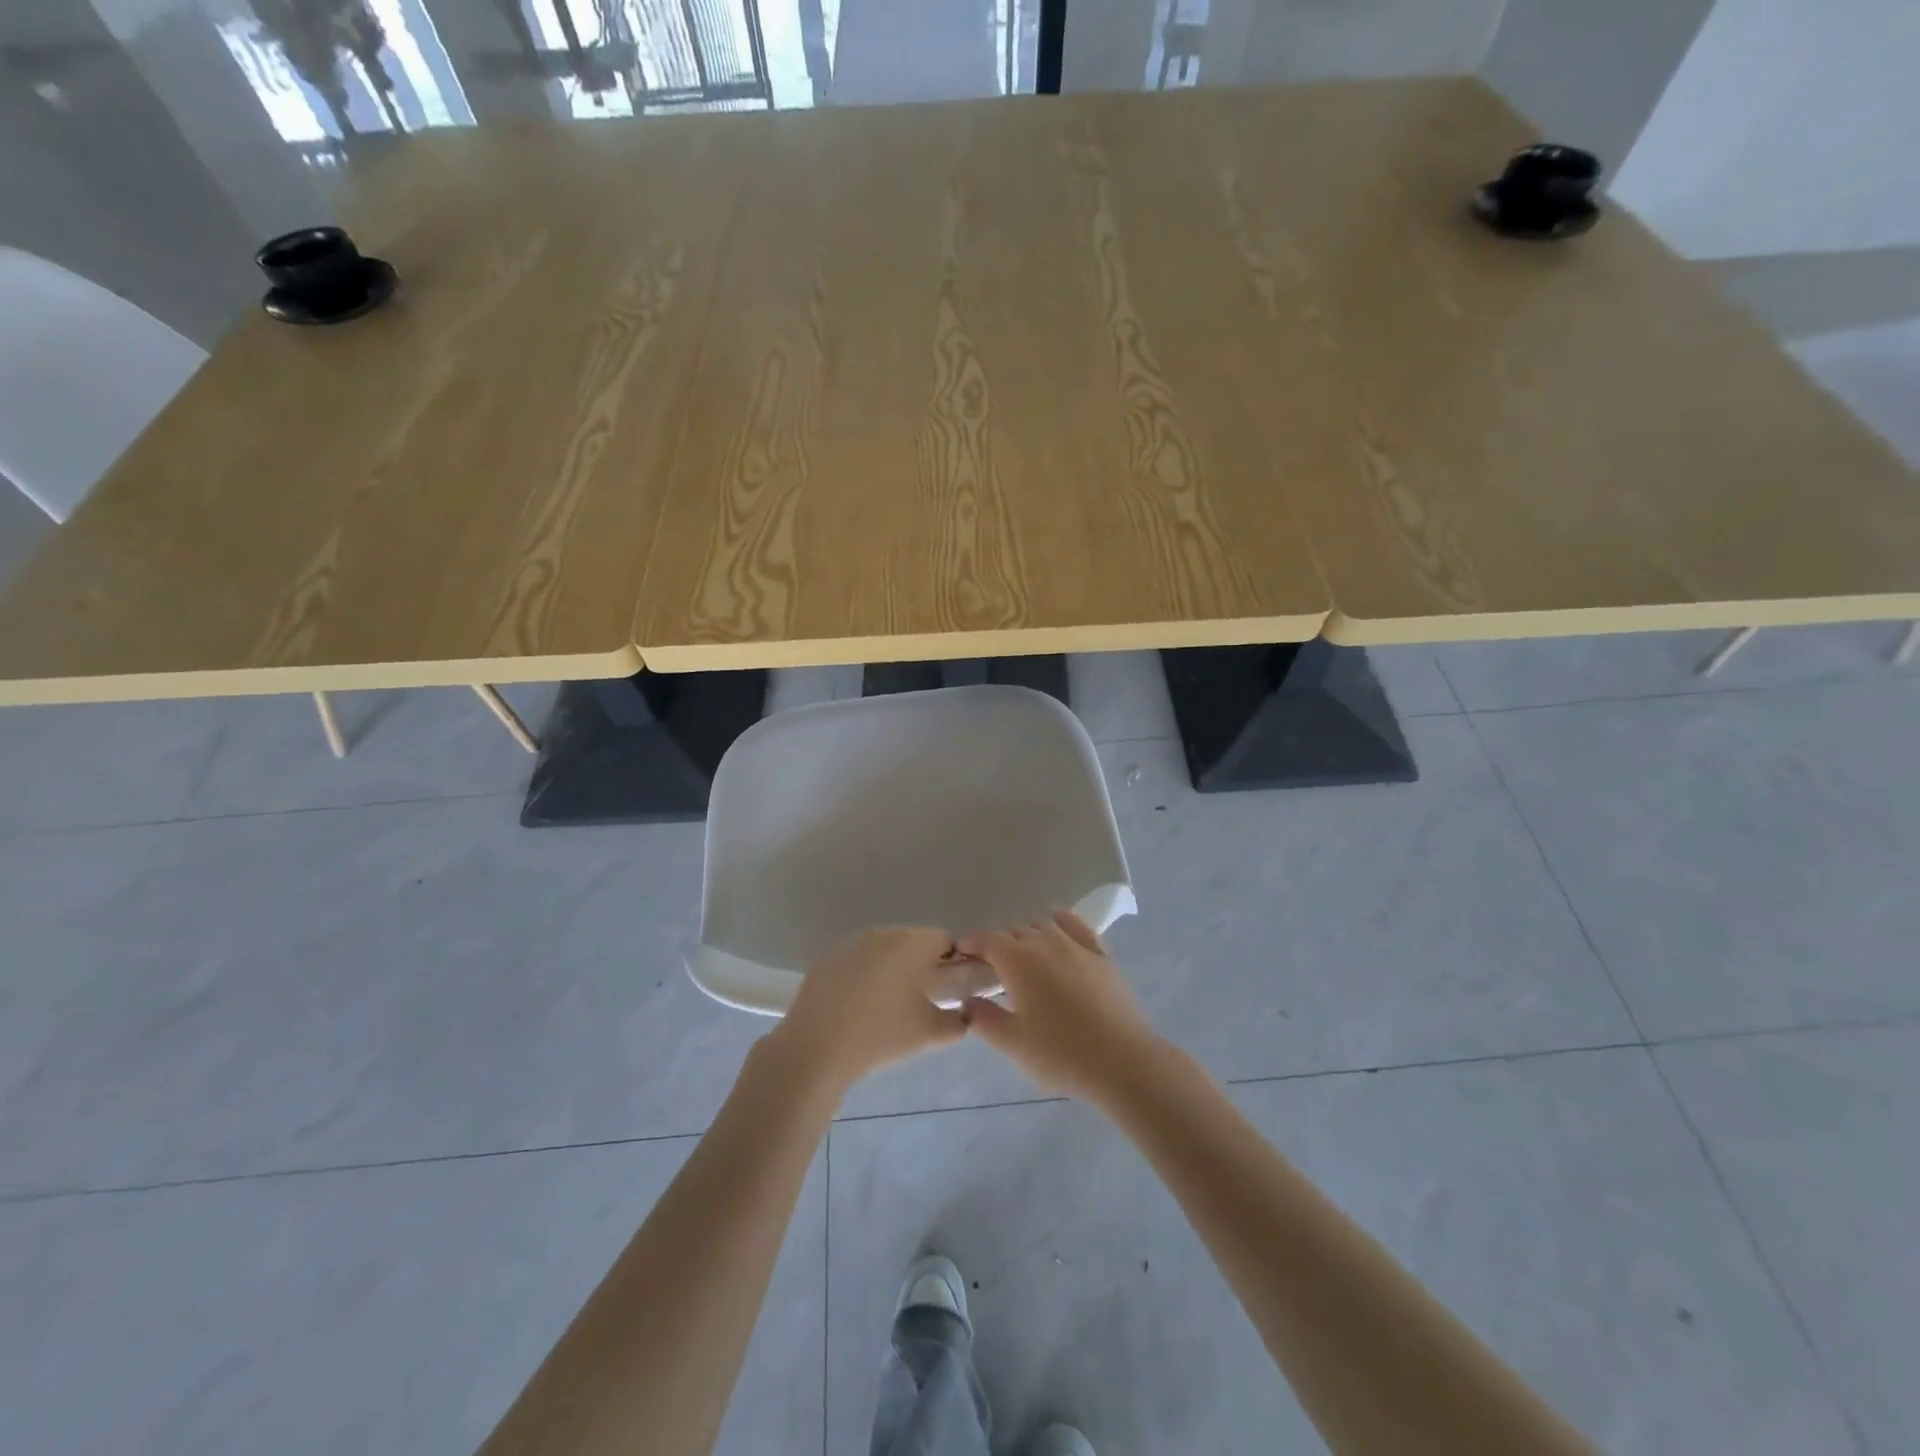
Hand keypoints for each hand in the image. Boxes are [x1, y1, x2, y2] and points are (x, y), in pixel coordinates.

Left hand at [769, 926, 968, 1093]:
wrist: (816, 1047)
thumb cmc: (881, 1034)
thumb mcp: (929, 1034)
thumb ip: (957, 1022)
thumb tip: (964, 1016)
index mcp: (911, 943)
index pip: (944, 939)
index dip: (953, 960)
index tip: (951, 987)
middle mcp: (882, 933)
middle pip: (913, 940)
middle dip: (921, 963)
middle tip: (922, 998)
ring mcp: (850, 944)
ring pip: (883, 949)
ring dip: (892, 968)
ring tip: (889, 1004)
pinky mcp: (827, 960)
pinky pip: (857, 961)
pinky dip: (864, 976)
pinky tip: (859, 1007)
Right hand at [957, 910, 1160, 1103]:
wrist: (1122, 1062)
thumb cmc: (1061, 1054)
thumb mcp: (1013, 1043)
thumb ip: (984, 1019)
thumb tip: (967, 1002)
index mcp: (1019, 961)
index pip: (987, 940)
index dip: (971, 943)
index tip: (960, 953)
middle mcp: (1046, 943)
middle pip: (1015, 932)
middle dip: (999, 945)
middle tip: (992, 969)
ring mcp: (1077, 946)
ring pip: (1044, 927)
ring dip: (1028, 936)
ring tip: (1023, 957)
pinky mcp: (1102, 956)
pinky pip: (1077, 927)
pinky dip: (1062, 922)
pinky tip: (1058, 925)